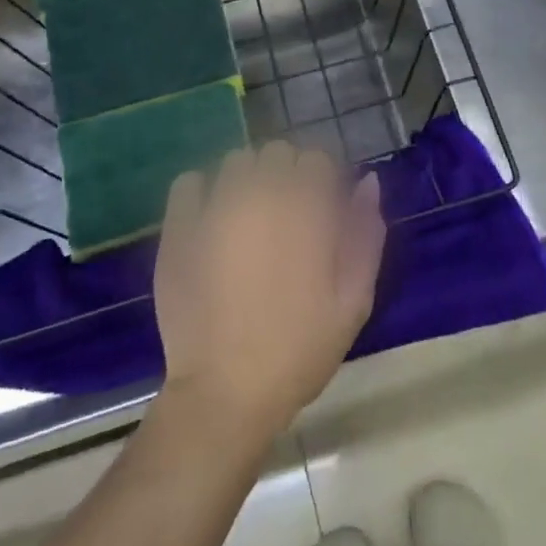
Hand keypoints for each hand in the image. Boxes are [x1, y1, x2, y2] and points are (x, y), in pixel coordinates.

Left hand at [154, 143, 384, 446]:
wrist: (225, 393)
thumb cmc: (299, 348)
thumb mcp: (354, 299)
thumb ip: (366, 234)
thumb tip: (367, 182)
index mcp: (307, 209)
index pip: (318, 159)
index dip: (323, 181)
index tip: (322, 211)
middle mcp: (261, 194)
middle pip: (278, 152)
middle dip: (287, 175)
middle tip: (287, 218)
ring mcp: (215, 207)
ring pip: (237, 161)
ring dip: (248, 179)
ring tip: (249, 219)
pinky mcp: (179, 227)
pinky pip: (189, 181)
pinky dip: (203, 191)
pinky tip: (212, 219)